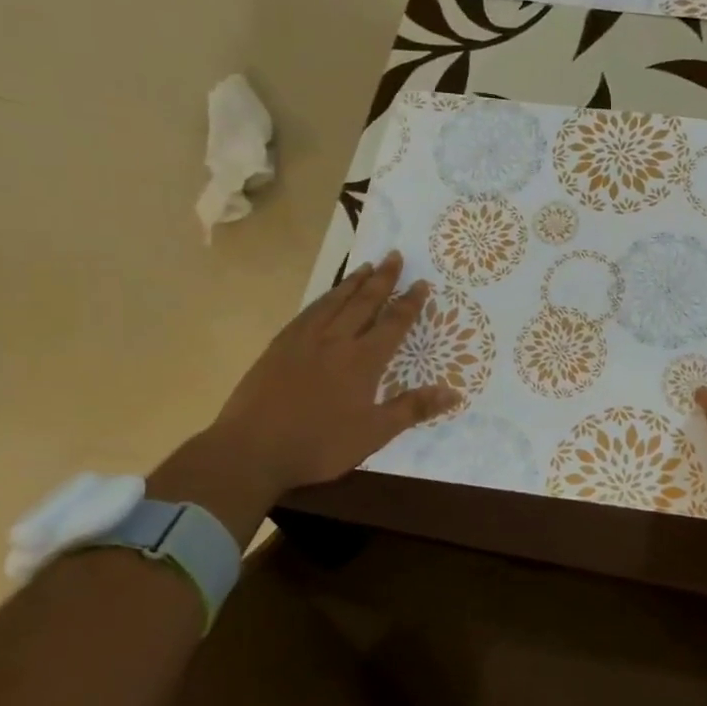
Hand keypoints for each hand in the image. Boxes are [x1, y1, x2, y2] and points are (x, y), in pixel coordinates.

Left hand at [209, 251, 455, 492]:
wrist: (252, 449)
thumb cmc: (319, 445)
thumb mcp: (374, 434)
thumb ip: (413, 408)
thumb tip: (454, 392)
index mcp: (362, 361)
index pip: (393, 324)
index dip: (409, 303)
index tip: (421, 282)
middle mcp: (336, 341)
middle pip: (364, 302)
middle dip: (382, 279)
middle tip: (394, 255)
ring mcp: (304, 340)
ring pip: (333, 302)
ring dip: (352, 283)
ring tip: (366, 267)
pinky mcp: (279, 346)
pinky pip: (307, 312)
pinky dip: (323, 299)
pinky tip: (325, 298)